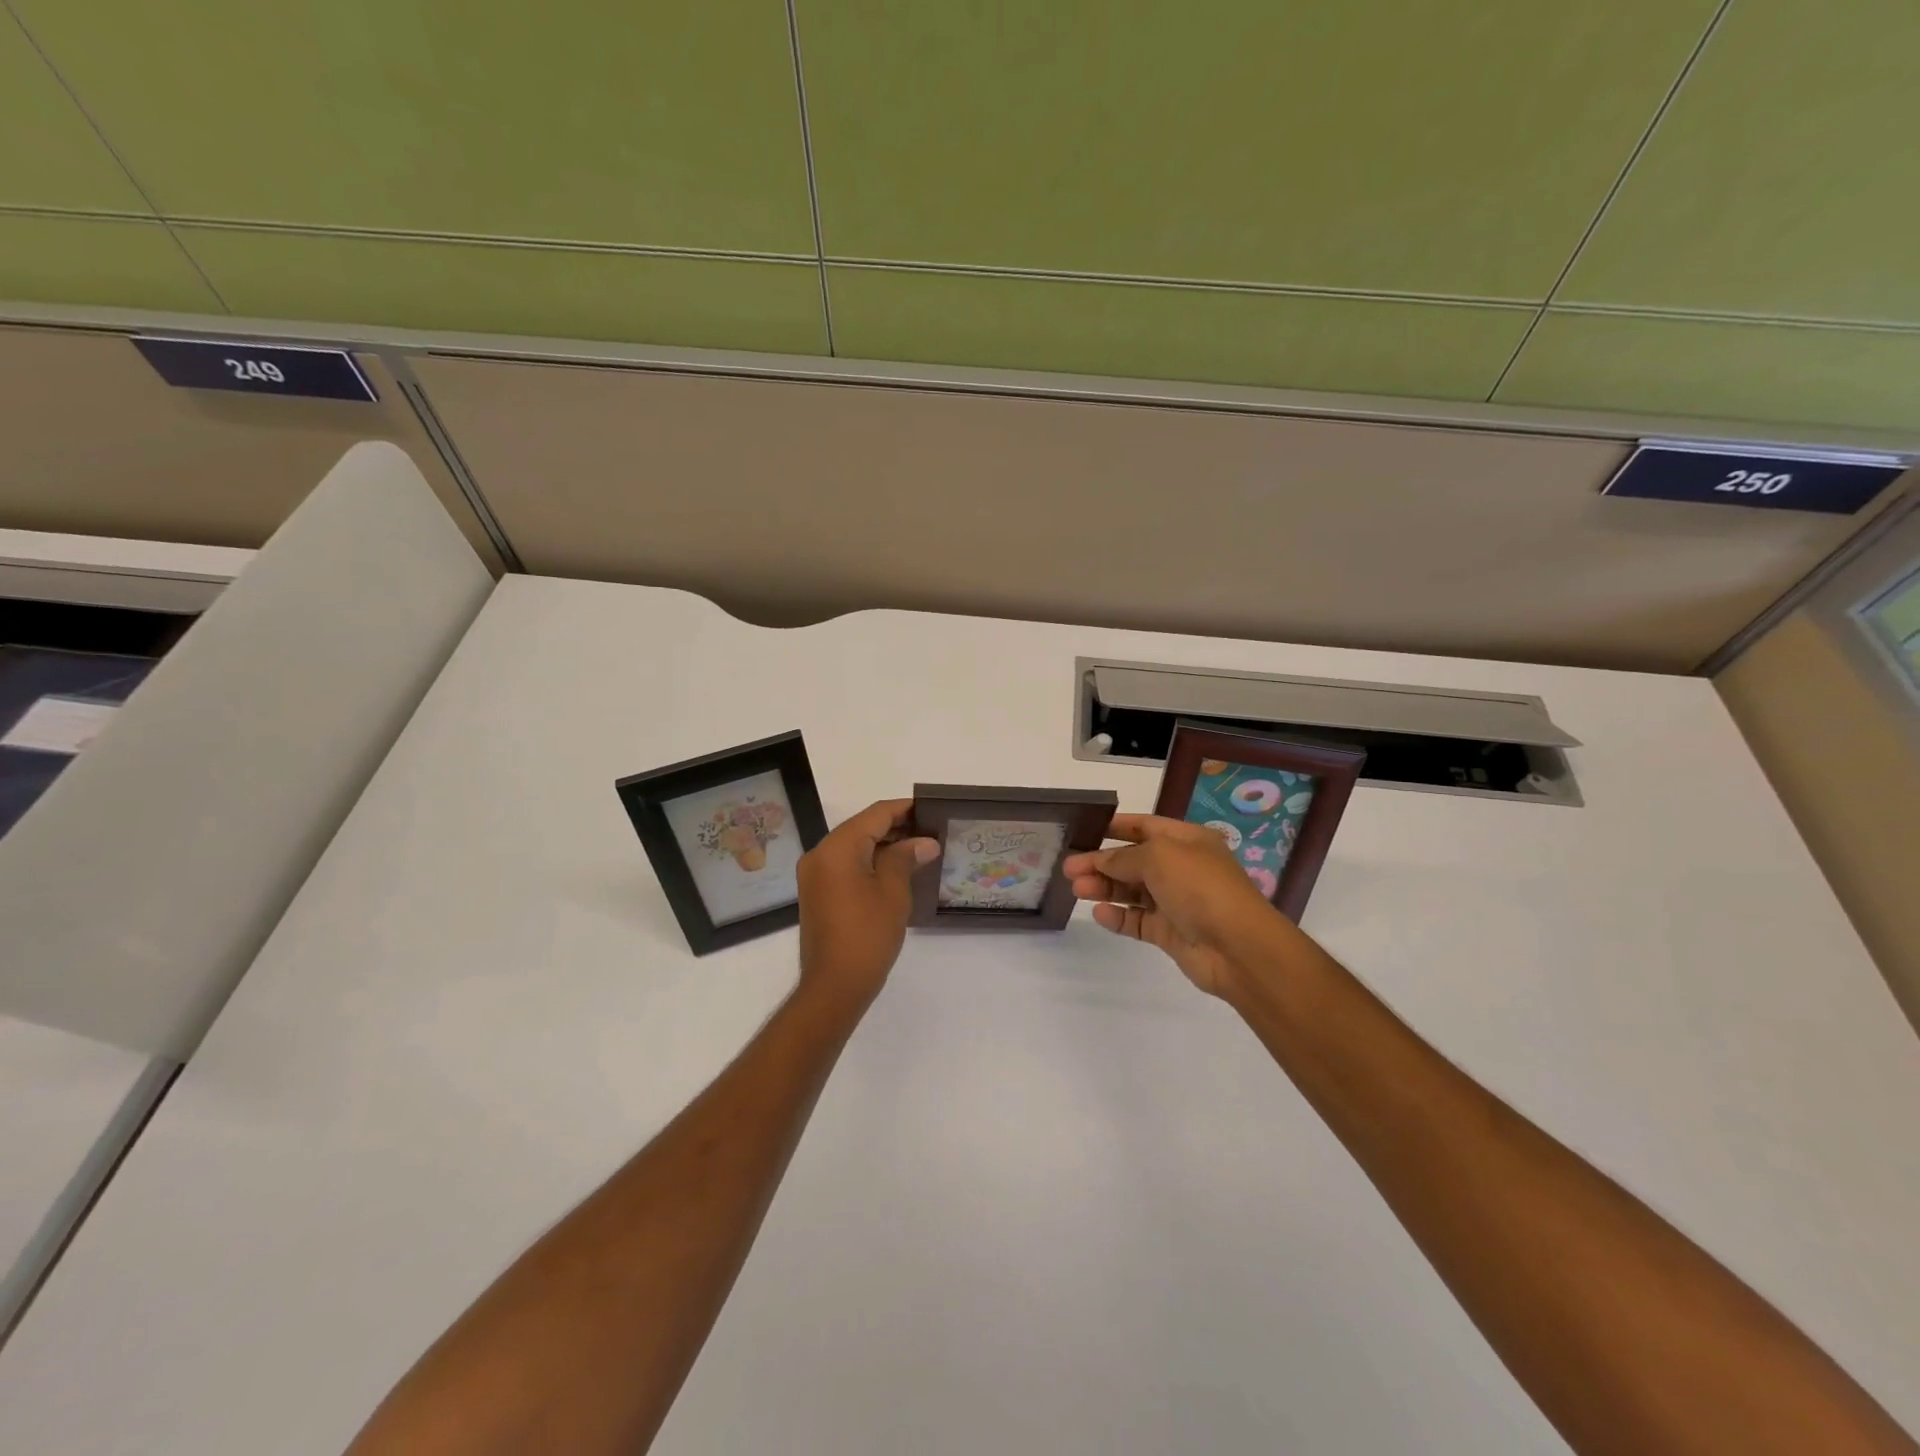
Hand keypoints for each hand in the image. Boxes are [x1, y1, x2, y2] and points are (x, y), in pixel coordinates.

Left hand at [796, 799, 938, 1009]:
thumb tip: (924, 842)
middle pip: (862, 827)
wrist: (834, 986)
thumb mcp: (893, 892)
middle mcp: (820, 854)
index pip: (875, 814)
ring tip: (920, 850)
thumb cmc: (867, 935)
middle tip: (931, 832)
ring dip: (884, 845)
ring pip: (854, 846)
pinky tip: (897, 870)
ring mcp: (815, 875)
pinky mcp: (818, 893)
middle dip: (896, 827)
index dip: (905, 809)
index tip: (931, 809)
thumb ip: (906, 857)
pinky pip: (846, 865)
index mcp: (837, 848)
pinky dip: (870, 861)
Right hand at [1063, 814, 1295, 998]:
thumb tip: (1099, 860)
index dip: (1116, 827)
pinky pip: (1138, 920)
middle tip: (1068, 868)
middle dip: (1102, 862)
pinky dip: (1118, 916)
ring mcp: (1176, 901)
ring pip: (1132, 891)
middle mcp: (1182, 868)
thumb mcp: (1159, 857)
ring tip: (1076, 890)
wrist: (1237, 947)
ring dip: (1104, 888)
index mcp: (1187, 840)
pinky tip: (1099, 913)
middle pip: (1134, 860)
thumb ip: (1123, 857)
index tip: (1085, 830)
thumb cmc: (1200, 887)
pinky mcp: (1170, 932)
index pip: (1145, 826)